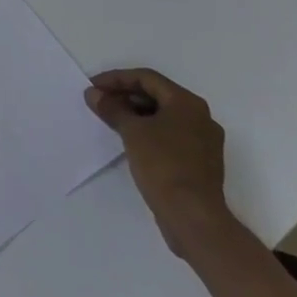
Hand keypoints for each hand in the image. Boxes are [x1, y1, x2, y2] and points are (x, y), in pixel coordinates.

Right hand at [86, 69, 231, 257]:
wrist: (193, 217)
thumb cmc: (163, 165)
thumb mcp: (131, 131)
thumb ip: (112, 108)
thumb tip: (93, 94)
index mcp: (187, 103)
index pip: (146, 78)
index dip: (116, 79)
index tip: (93, 87)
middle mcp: (200, 117)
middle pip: (157, 95)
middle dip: (125, 96)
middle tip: (99, 102)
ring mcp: (203, 141)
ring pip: (163, 116)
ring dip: (135, 114)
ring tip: (110, 120)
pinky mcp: (200, 162)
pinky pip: (170, 135)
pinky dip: (148, 132)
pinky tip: (129, 140)